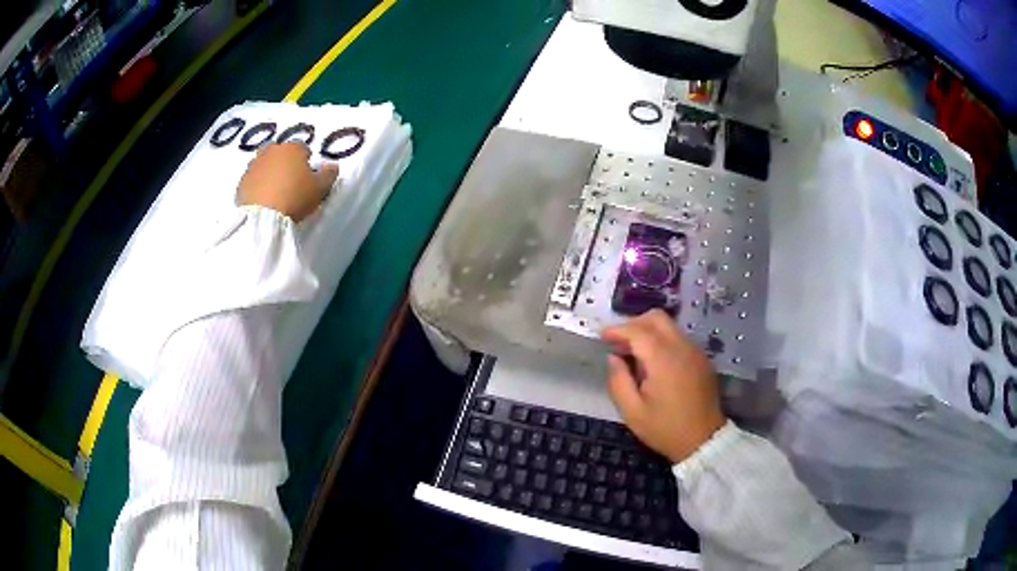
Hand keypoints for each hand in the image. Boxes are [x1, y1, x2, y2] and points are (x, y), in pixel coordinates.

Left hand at [236, 142, 338, 221]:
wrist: (262, 218)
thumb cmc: (295, 198)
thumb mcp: (320, 188)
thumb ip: (329, 174)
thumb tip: (332, 165)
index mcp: (292, 148)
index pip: (302, 148)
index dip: (306, 161)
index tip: (307, 176)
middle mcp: (271, 151)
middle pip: (280, 152)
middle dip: (284, 162)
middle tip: (289, 181)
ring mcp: (254, 165)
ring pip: (264, 163)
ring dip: (269, 171)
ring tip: (274, 190)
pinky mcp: (241, 182)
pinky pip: (252, 179)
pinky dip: (257, 184)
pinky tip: (262, 198)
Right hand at [601, 310, 725, 463]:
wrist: (703, 440)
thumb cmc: (665, 429)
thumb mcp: (632, 412)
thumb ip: (618, 381)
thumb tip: (613, 358)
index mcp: (663, 359)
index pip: (637, 331)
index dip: (617, 330)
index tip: (602, 337)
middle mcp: (682, 347)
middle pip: (656, 318)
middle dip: (634, 324)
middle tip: (619, 342)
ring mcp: (695, 351)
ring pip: (669, 326)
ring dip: (648, 332)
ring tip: (634, 354)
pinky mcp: (702, 359)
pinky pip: (679, 338)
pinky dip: (662, 341)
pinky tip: (654, 363)